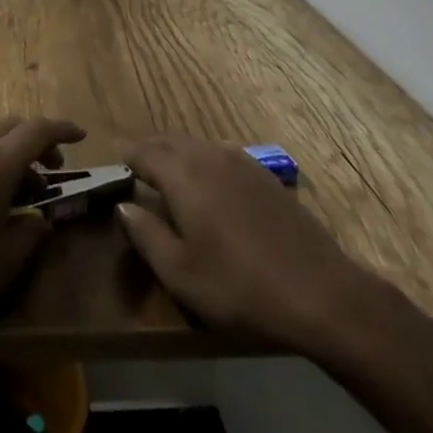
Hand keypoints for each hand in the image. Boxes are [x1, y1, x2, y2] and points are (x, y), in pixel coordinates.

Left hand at [0, 117, 82, 408]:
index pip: (36, 130)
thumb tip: (41, 219)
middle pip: (11, 126)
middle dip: (37, 139)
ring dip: (11, 152)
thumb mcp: (4, 264)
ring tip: (25, 191)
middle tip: (54, 168)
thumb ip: (31, 232)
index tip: (82, 137)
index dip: (62, 129)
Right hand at [118, 134, 398, 351]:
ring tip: (168, 177)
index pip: (144, 152)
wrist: (318, 291)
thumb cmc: (239, 286)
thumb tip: (123, 205)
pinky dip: (203, 161)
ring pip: (196, 145)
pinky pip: (220, 154)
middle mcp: (208, 155)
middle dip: (150, 151)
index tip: (114, 164)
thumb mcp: (181, 273)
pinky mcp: (263, 174)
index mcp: (183, 174)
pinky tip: (209, 187)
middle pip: (170, 141)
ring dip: (177, 154)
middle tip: (137, 170)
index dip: (127, 157)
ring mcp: (240, 161)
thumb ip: (146, 235)